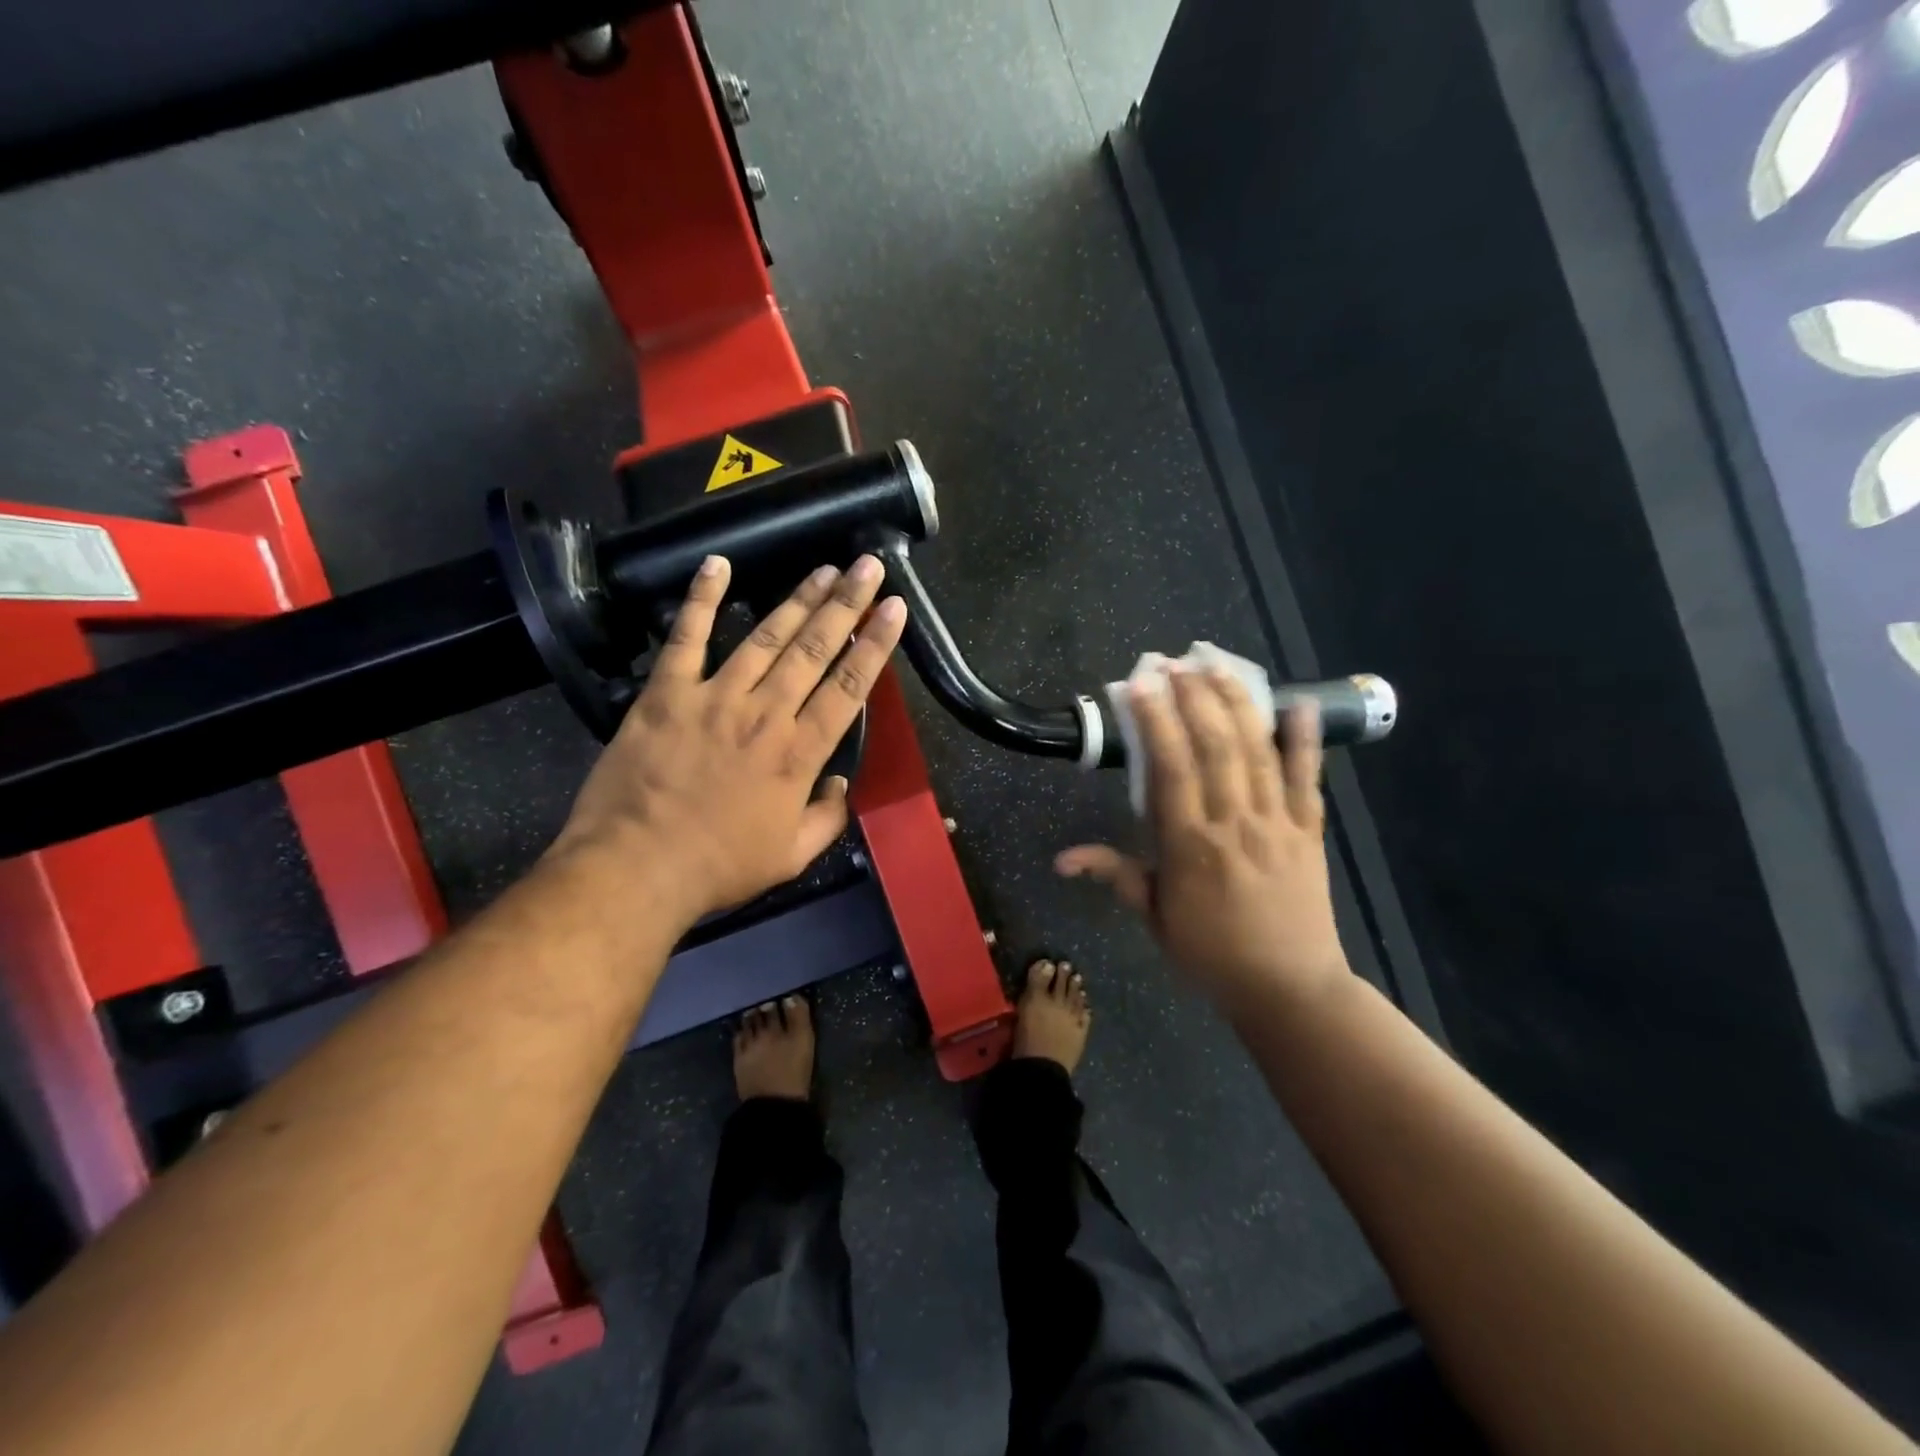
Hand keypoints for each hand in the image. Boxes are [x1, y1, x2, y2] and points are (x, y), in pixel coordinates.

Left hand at [555, 553, 905, 928]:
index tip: (894, 608)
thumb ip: (827, 818)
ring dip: (798, 599)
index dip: (875, 644)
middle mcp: (765, 714)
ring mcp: (714, 697)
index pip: (848, 686)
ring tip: (824, 568)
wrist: (635, 868)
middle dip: (846, 604)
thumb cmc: (719, 867)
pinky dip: (701, 599)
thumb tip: (840, 785)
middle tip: (868, 566)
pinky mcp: (666, 693)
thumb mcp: (792, 857)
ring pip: (765, 637)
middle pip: (814, 649)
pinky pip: (686, 637)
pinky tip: (718, 565)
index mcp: (799, 753)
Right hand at [1056, 669, 1348, 1016]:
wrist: (1289, 988)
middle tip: (1175, 661)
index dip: (1155, 721)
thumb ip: (1114, 875)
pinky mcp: (1309, 831)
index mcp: (1190, 845)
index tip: (1141, 684)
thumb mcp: (1154, 918)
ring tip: (1218, 665)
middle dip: (1194, 697)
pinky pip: (1308, 779)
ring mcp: (1277, 823)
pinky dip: (1305, 741)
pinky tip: (1299, 704)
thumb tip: (1061, 859)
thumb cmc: (1211, 954)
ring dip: (1237, 703)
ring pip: (1258, 751)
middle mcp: (1234, 823)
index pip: (1170, 769)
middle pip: (1215, 747)